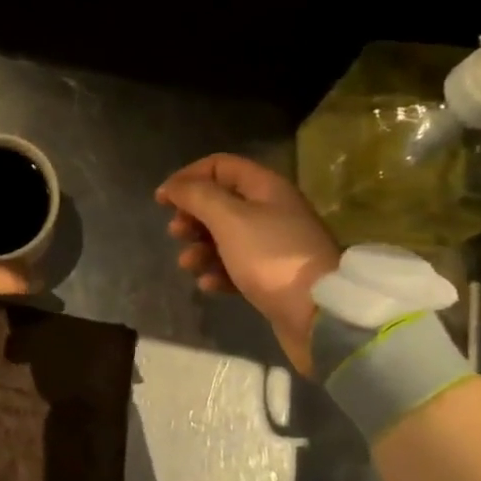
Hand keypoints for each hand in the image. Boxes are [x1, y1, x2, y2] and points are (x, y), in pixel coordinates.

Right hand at [156, 154, 340, 374]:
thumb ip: (197, 196)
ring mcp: (274, 245)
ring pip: (225, 236)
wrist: (318, 315)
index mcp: (266, 187)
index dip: (188, 177)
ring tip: (189, 264)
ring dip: (200, 247)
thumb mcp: (228, 219)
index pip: (219, 165)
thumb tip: (173, 186)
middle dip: (192, 215)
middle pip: (221, 201)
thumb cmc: (269, 257)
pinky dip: (218, 271)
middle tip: (176, 232)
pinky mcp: (273, 276)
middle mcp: (272, 210)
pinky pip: (237, 266)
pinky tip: (208, 284)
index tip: (163, 200)